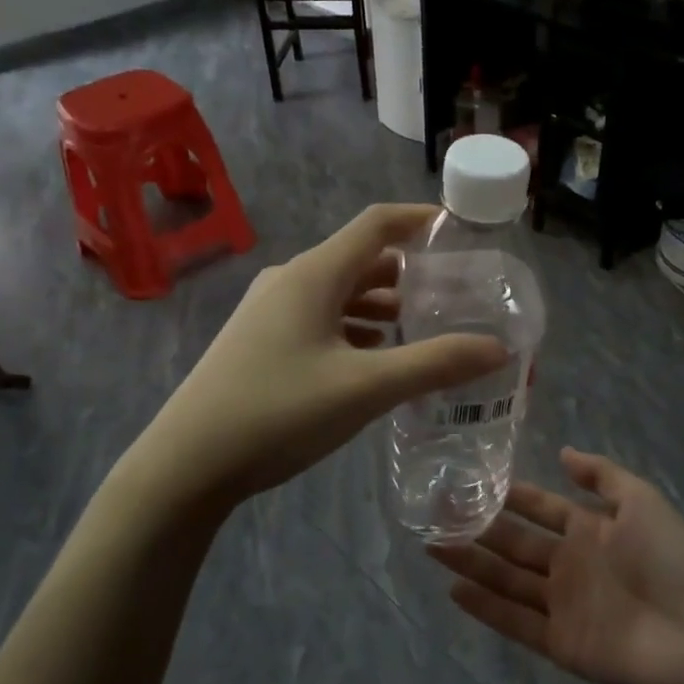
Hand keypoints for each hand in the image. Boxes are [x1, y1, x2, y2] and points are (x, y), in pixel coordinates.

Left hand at [141, 205, 508, 513]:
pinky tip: (375, 358)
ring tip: (422, 328)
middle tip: (454, 294)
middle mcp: (291, 281)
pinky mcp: (260, 341)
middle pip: (360, 259)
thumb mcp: (366, 388)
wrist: (186, 464)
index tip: (460, 230)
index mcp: (314, 274)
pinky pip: (320, 319)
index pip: (376, 224)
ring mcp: (270, 312)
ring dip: (382, 304)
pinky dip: (355, 328)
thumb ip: (435, 364)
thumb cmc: (278, 412)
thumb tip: (498, 348)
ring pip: (340, 293)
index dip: (419, 219)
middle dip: (409, 273)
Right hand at [430, 449, 683, 683]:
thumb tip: (563, 453)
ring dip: (472, 564)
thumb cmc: (671, 559)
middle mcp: (570, 565)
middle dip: (478, 528)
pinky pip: (515, 622)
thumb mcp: (643, 501)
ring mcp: (563, 605)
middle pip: (515, 544)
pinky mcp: (560, 643)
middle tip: (436, 514)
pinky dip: (485, 608)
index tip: (471, 481)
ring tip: (432, 545)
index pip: (541, 508)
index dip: (510, 497)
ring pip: (507, 580)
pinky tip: (453, 590)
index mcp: (590, 530)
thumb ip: (602, 476)